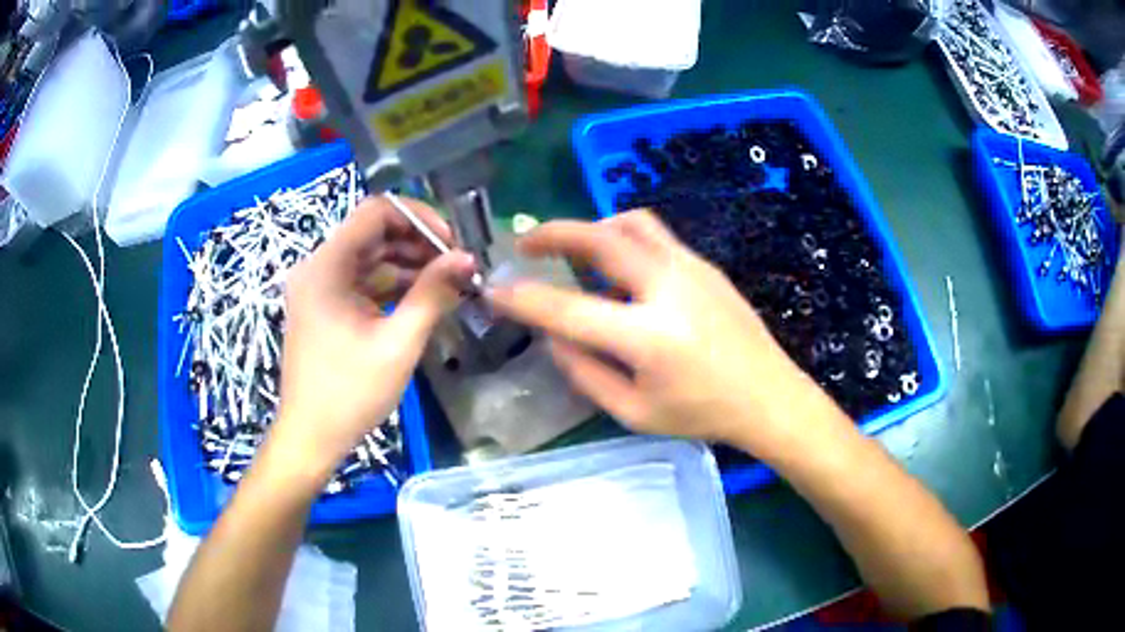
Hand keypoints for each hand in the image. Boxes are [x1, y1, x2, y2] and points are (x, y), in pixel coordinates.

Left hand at [271, 196, 474, 478]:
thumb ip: (432, 294)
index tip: (451, 243)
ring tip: (447, 284)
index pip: (376, 212)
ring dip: (408, 265)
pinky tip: (422, 299)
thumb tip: (467, 258)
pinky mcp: (325, 306)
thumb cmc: (350, 394)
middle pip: (373, 233)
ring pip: (370, 257)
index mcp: (326, 267)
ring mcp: (319, 287)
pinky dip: (392, 285)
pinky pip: (363, 281)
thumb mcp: (397, 344)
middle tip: (456, 266)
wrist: (310, 437)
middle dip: (418, 244)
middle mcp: (318, 267)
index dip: (418, 218)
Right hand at [487, 210, 828, 451]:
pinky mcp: (704, 264)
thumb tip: (553, 336)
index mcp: (649, 337)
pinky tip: (619, 271)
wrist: (769, 396)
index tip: (494, 290)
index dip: (523, 299)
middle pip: (601, 238)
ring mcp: (691, 268)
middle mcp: (668, 289)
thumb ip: (585, 373)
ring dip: (592, 228)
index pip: (568, 309)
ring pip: (631, 223)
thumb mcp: (634, 412)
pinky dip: (622, 240)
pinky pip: (654, 236)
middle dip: (553, 233)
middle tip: (525, 243)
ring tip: (573, 250)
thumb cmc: (702, 414)